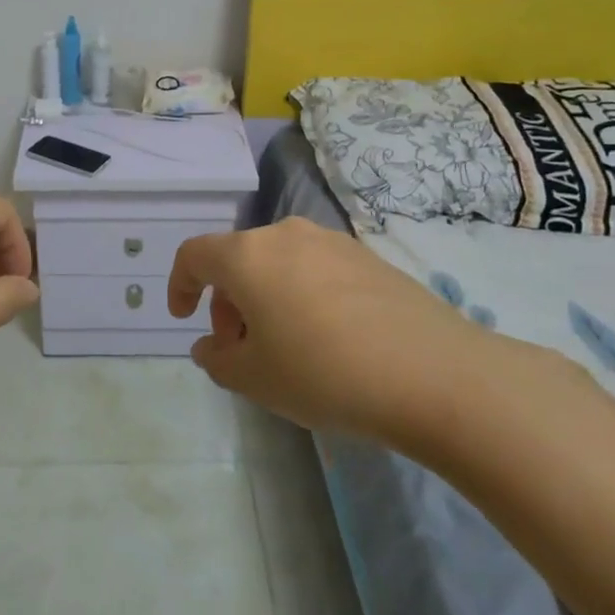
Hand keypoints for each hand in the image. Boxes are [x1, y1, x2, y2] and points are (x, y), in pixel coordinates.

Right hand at [167, 217, 525, 448]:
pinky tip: (327, 339)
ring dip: (265, 298)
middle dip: (227, 301)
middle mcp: (287, 235)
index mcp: (248, 255)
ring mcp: (333, 242)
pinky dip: (302, 295)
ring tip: (285, 347)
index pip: (194, 255)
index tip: (184, 319)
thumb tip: (213, 345)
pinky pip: (316, 270)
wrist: (434, 374)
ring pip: (279, 263)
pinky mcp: (369, 258)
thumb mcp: (255, 379)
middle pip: (238, 258)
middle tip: (241, 348)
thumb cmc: (324, 373)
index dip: (180, 284)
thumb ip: (218, 359)